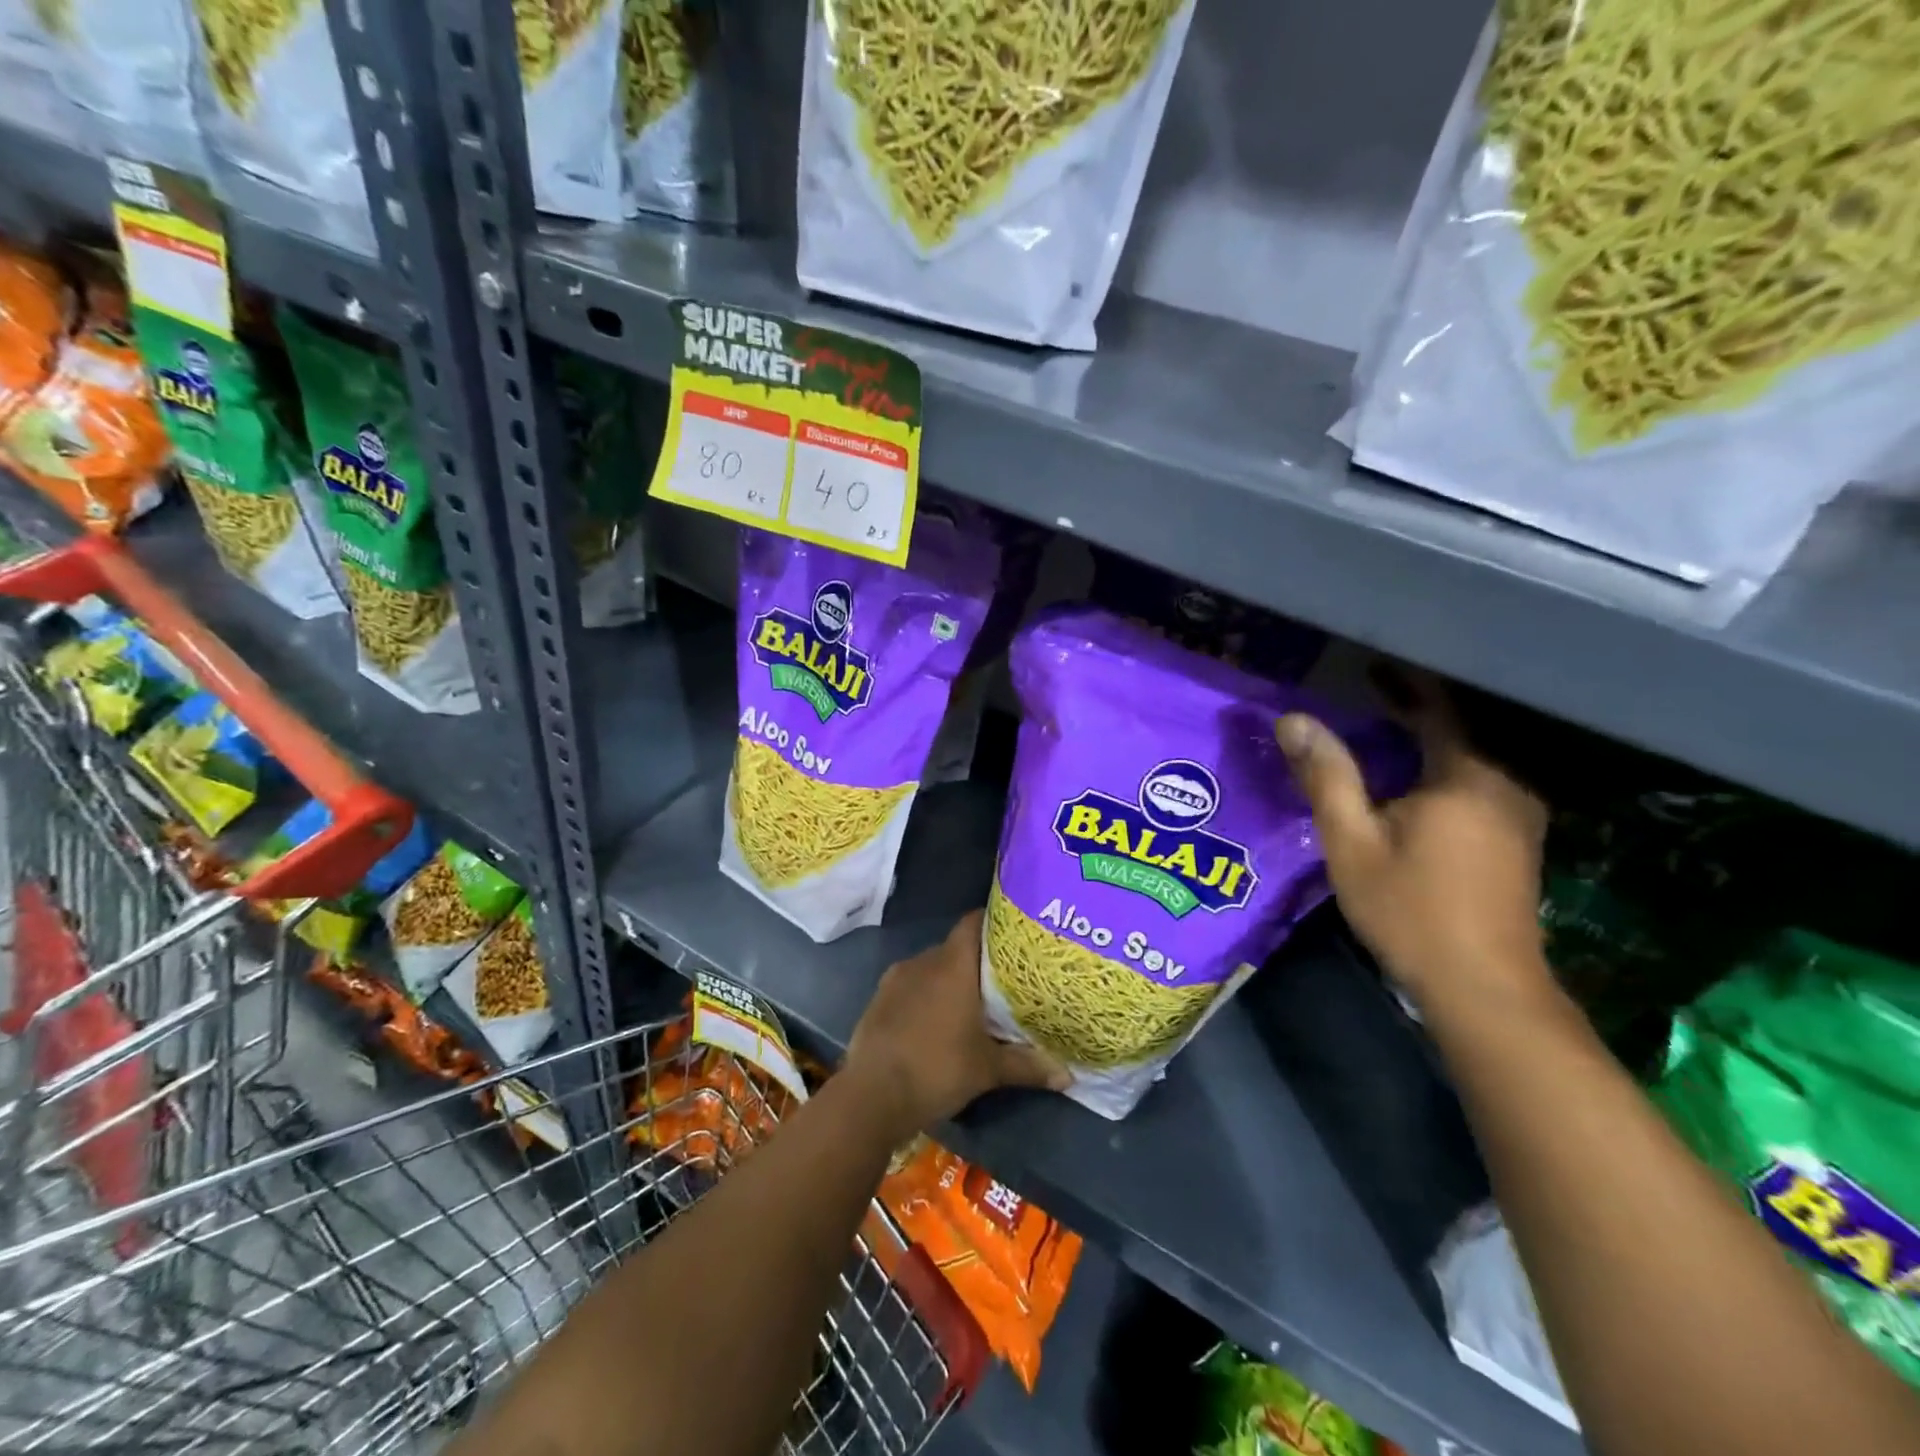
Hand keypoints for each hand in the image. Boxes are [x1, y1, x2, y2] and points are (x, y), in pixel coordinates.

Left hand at [845, 910, 1068, 1137]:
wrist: (870, 1096)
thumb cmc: (936, 1069)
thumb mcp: (988, 1070)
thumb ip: (1028, 1065)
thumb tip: (1068, 1075)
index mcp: (952, 965)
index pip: (973, 922)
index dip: (993, 922)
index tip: (1015, 934)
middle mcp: (923, 961)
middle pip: (956, 948)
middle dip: (977, 961)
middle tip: (1003, 979)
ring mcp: (896, 979)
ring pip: (932, 968)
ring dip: (950, 980)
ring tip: (972, 1002)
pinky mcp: (879, 999)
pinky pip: (911, 985)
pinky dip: (926, 995)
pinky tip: (937, 1021)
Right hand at [1277, 674, 1550, 1011]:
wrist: (1483, 988)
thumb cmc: (1409, 909)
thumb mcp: (1352, 841)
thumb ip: (1327, 776)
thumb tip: (1293, 720)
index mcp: (1465, 777)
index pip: (1435, 710)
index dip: (1402, 685)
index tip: (1370, 666)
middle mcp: (1504, 785)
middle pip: (1455, 733)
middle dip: (1412, 714)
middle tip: (1366, 700)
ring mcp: (1519, 816)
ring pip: (1467, 762)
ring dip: (1427, 746)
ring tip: (1383, 736)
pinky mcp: (1519, 843)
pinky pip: (1476, 787)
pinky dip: (1442, 774)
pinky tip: (1413, 787)